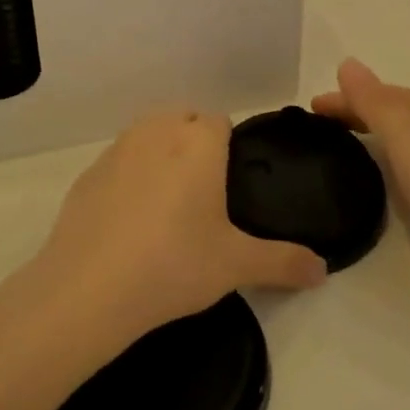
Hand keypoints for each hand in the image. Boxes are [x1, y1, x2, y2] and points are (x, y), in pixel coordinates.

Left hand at [34, 110, 327, 344]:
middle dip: (195, 146)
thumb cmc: (174, 264)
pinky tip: (129, 223)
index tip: (230, 187)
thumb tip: (323, 270)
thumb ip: (284, 262)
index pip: (220, 121)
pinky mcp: (87, 174)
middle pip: (183, 121)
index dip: (228, 148)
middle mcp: (157, 131)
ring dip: (160, 156)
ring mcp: (117, 150)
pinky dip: (128, 179)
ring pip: (148, 136)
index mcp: (198, 142)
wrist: (89, 288)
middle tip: (204, 199)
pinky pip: (118, 163)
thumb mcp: (236, 265)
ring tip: (167, 208)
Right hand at [312, 59, 409, 293]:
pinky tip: (404, 166)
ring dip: (383, 128)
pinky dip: (405, 146)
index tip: (309, 113)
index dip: (342, 100)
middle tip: (325, 130)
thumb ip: (376, 103)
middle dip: (360, 111)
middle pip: (396, 105)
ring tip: (356, 144)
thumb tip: (347, 62)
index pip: (376, 92)